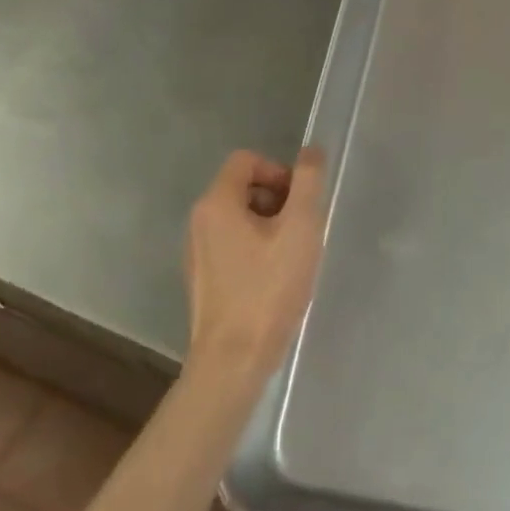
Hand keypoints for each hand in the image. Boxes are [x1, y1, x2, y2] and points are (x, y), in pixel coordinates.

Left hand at [183, 149, 327, 380]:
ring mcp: (197, 252)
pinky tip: (274, 279)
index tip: (300, 202)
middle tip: (301, 230)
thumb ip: (307, 182)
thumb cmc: (269, 288)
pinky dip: (256, 249)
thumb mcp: (300, 228)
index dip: (279, 171)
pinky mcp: (203, 279)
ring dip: (269, 225)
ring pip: (239, 218)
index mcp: (216, 203)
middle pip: (243, 187)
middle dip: (277, 199)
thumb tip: (311, 151)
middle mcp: (199, 221)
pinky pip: (232, 245)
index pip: (246, 160)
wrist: (234, 359)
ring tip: (291, 257)